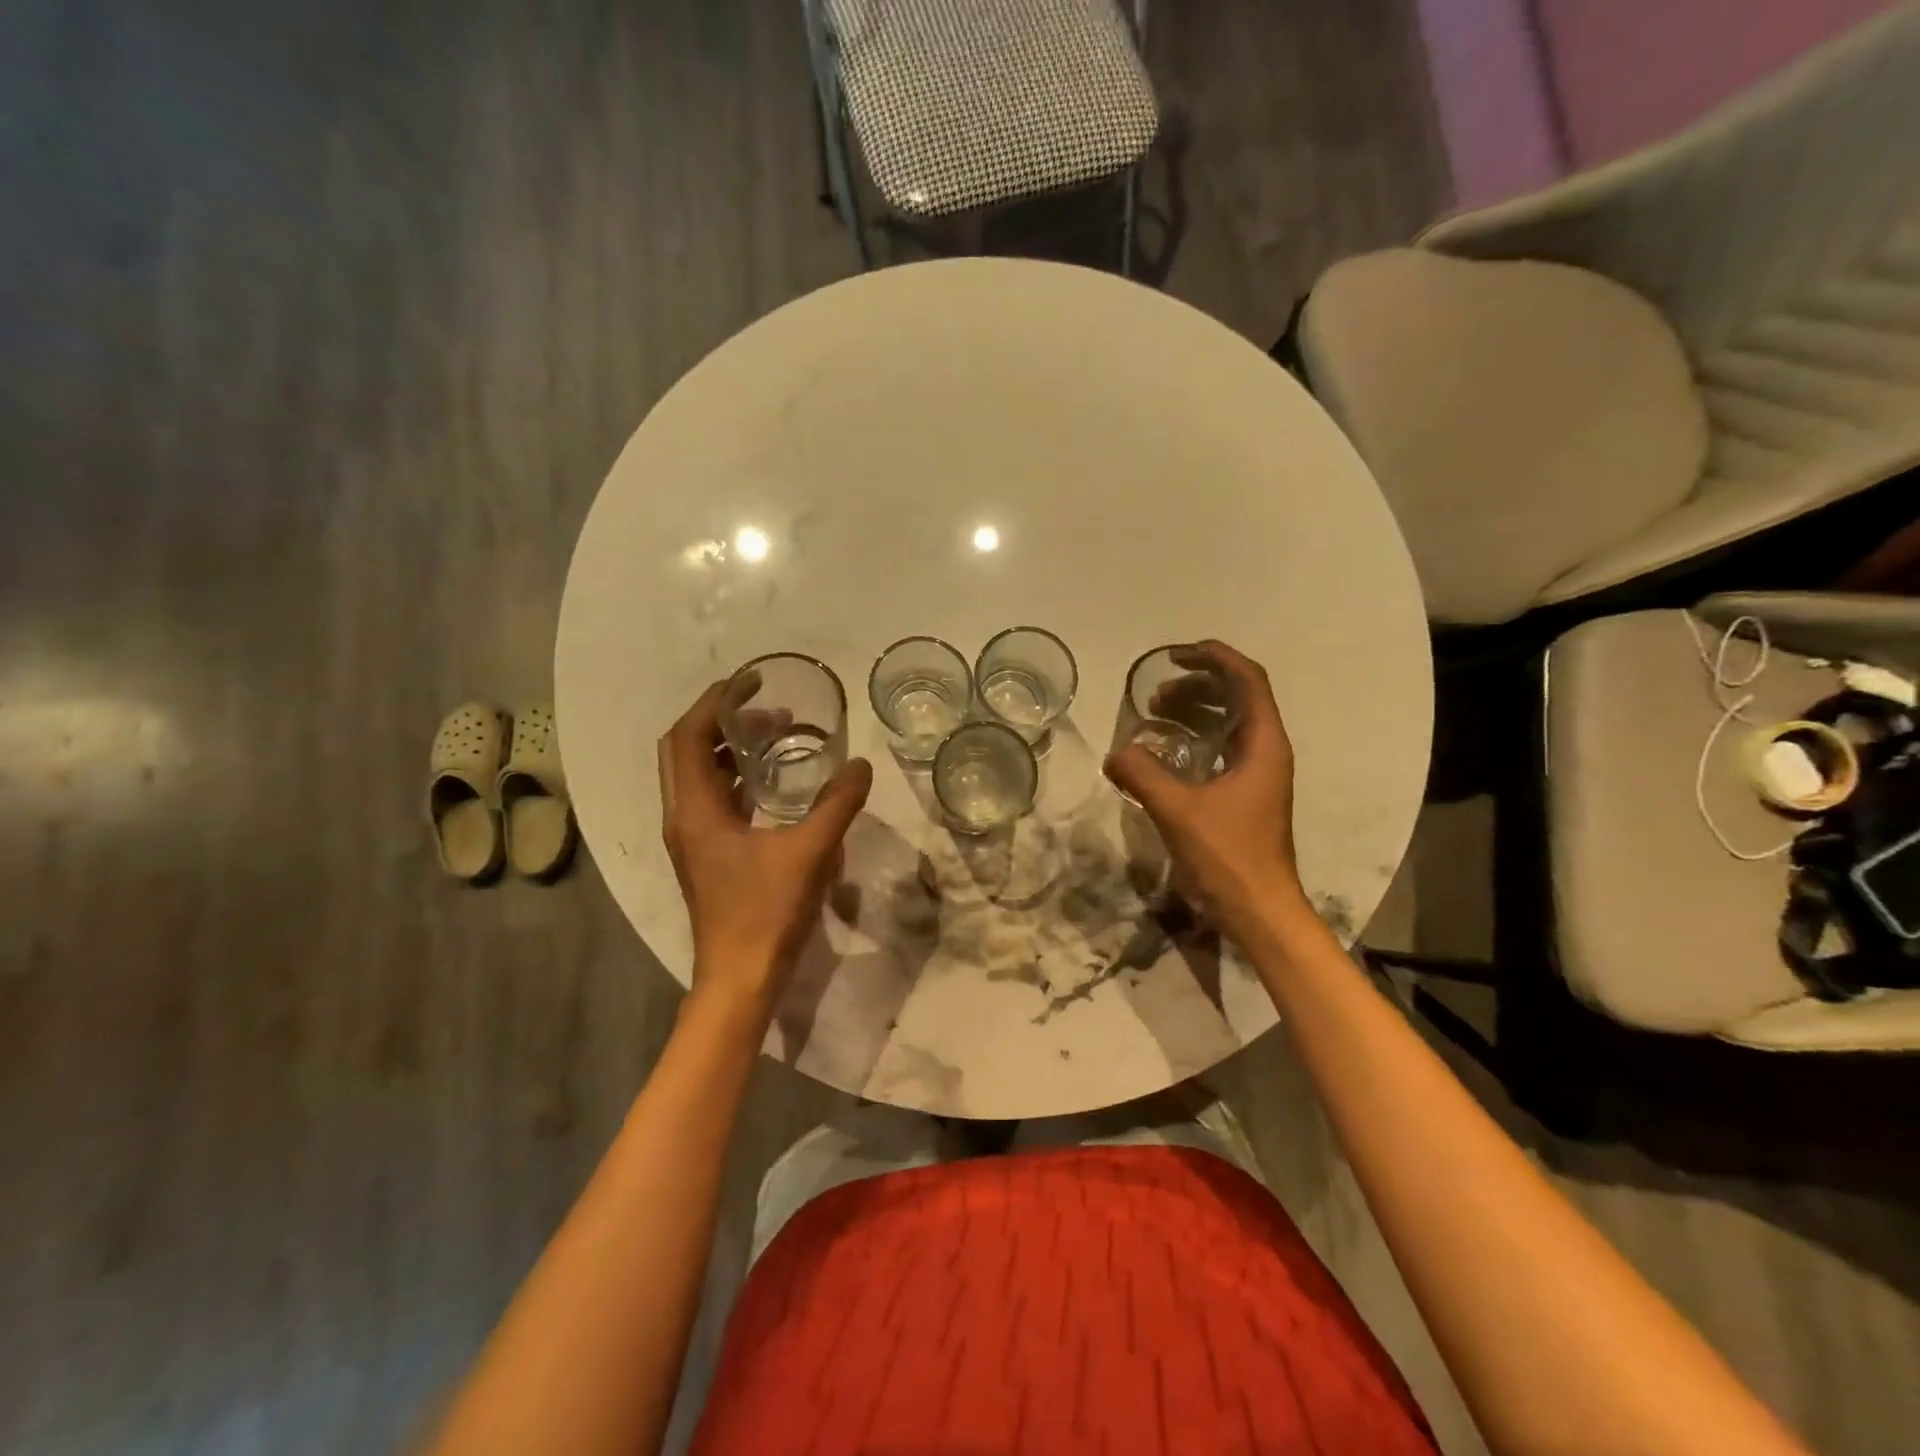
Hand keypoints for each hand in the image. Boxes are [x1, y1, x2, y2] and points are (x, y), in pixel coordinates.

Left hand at [657, 682, 872, 1020]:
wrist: (739, 980)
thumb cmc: (766, 914)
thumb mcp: (809, 853)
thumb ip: (837, 805)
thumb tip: (860, 764)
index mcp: (695, 811)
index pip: (690, 737)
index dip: (716, 702)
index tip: (751, 681)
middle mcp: (684, 818)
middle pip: (687, 750)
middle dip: (723, 720)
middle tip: (767, 707)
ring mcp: (693, 839)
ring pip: (699, 775)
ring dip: (730, 749)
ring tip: (775, 736)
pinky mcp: (708, 855)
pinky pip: (715, 799)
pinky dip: (737, 778)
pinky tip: (773, 783)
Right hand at [1103, 640, 1308, 946]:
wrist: (1259, 911)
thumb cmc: (1228, 856)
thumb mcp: (1178, 810)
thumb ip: (1142, 774)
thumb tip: (1115, 752)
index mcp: (1263, 745)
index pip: (1248, 681)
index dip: (1217, 658)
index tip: (1180, 653)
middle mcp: (1267, 752)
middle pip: (1238, 698)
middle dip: (1198, 686)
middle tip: (1156, 692)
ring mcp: (1259, 776)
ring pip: (1229, 725)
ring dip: (1195, 711)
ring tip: (1155, 714)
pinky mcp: (1246, 797)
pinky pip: (1221, 750)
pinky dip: (1195, 739)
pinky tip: (1165, 752)